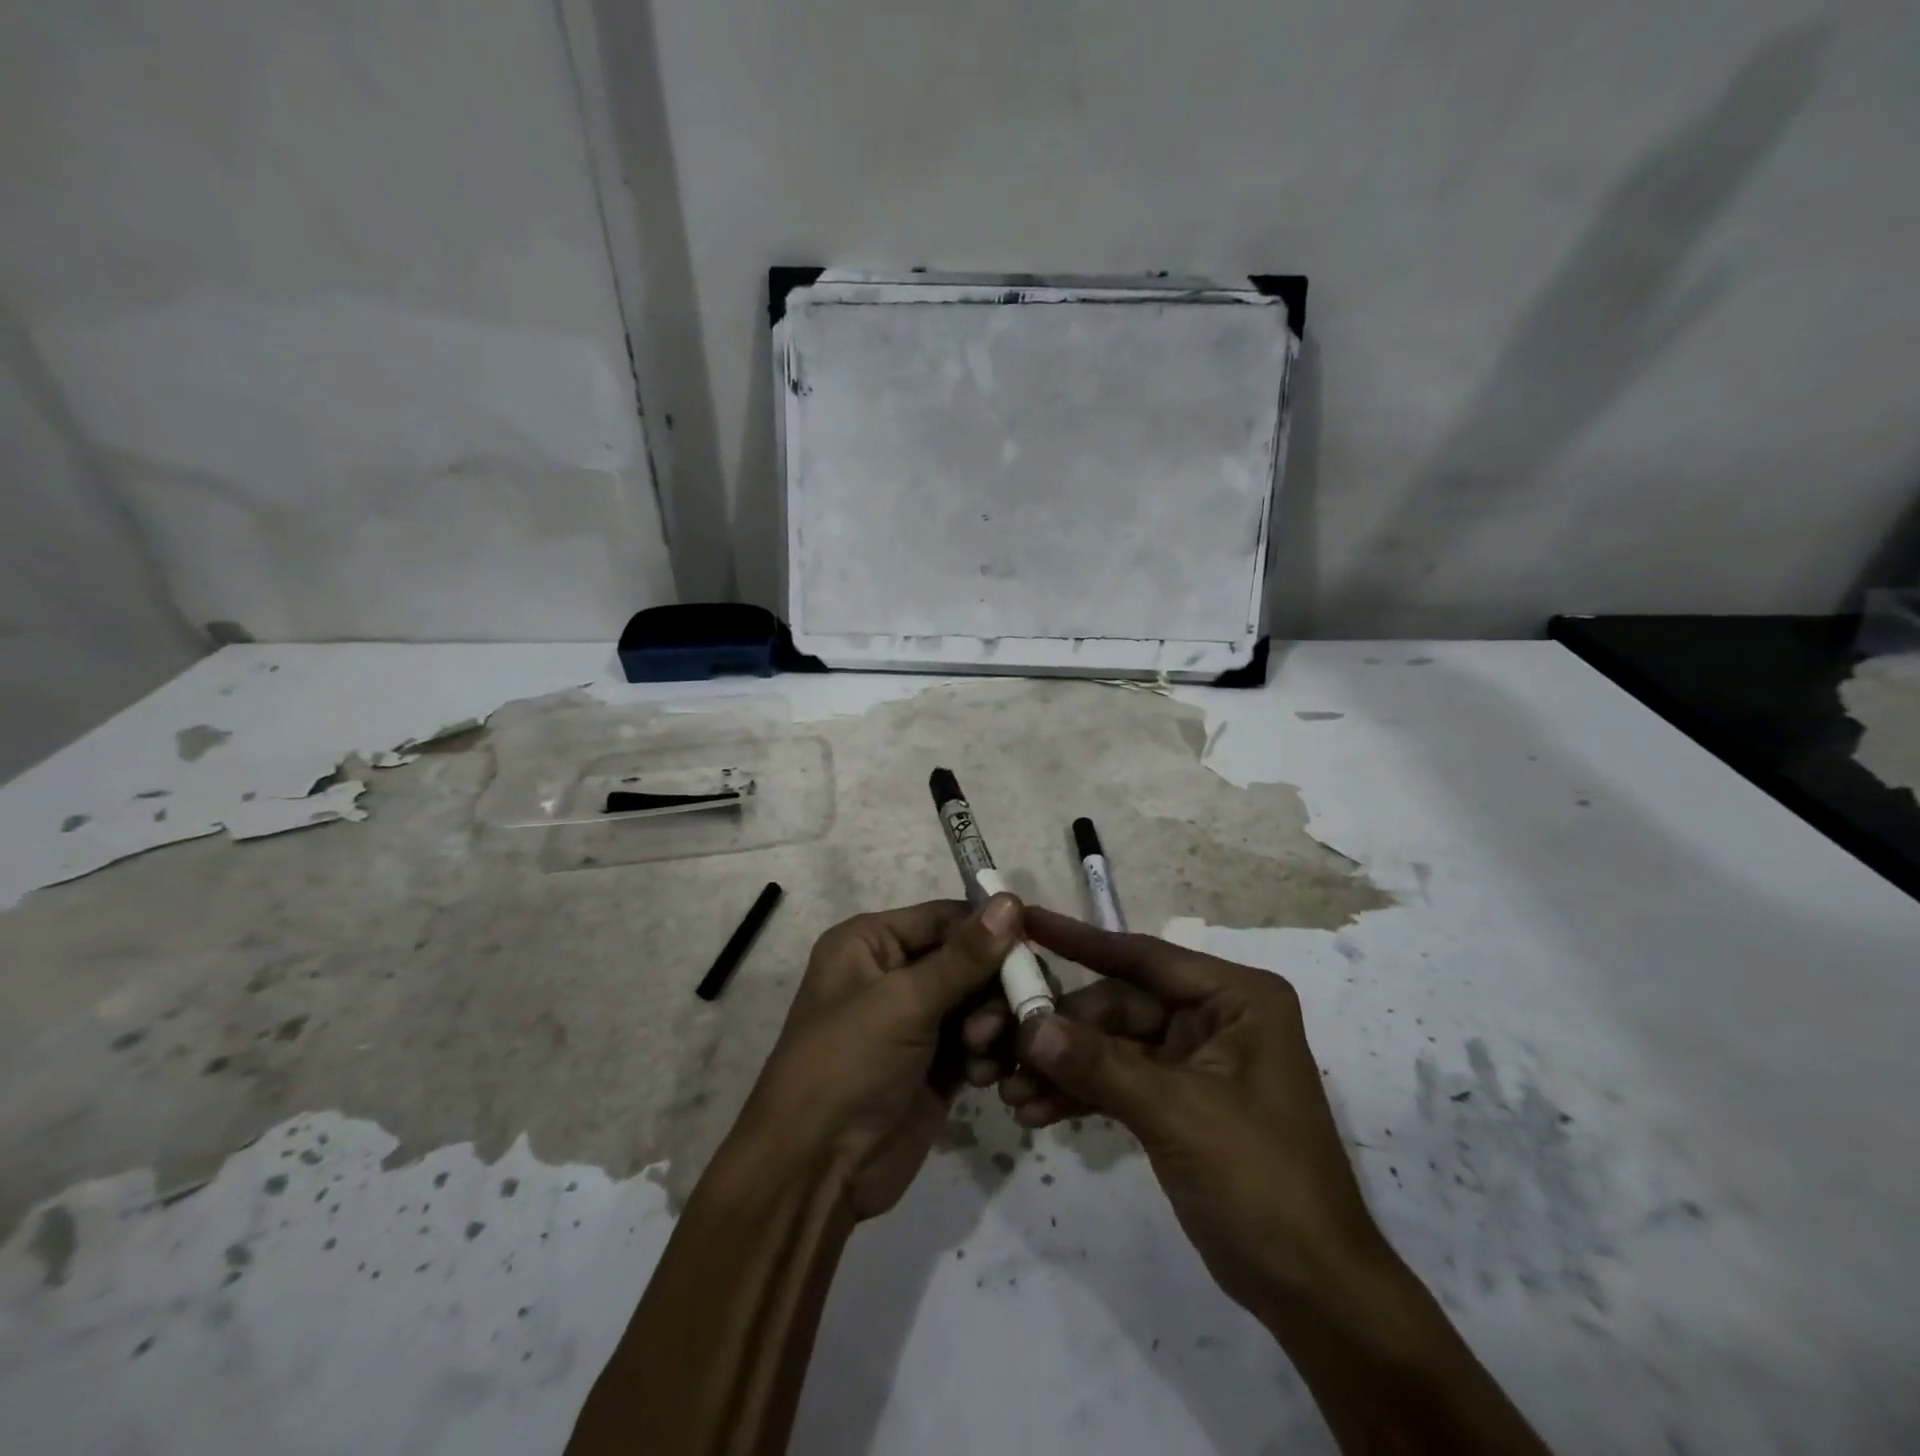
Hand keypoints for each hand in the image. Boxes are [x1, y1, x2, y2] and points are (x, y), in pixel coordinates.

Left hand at [734, 895, 1021, 1220]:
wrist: (817, 1172)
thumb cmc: (849, 1064)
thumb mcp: (904, 1002)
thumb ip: (965, 956)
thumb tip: (1011, 899)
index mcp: (871, 942)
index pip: (945, 918)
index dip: (989, 931)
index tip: (1032, 949)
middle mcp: (893, 973)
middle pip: (968, 960)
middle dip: (991, 987)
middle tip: (1000, 1018)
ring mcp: (915, 1022)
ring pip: (979, 1002)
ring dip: (991, 1024)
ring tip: (979, 1053)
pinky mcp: (935, 1065)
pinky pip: (977, 1043)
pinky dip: (988, 1054)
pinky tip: (984, 1077)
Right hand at [964, 906, 1392, 1323]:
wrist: (1311, 1292)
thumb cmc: (1262, 1182)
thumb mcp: (1178, 1114)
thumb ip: (1100, 1065)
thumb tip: (1029, 1027)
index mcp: (1234, 998)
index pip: (1144, 957)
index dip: (1080, 940)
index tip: (1025, 919)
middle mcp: (1213, 1017)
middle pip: (1118, 1005)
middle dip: (1061, 1029)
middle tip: (1001, 1042)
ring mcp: (1191, 1060)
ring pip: (1110, 1045)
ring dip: (1062, 1066)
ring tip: (1009, 1089)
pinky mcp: (1174, 1100)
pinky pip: (1116, 1082)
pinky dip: (1079, 1094)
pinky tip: (1034, 1111)